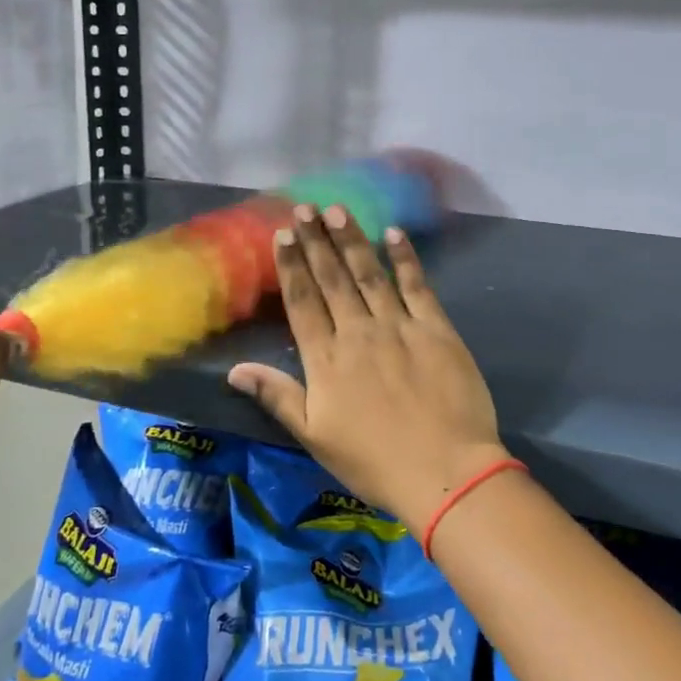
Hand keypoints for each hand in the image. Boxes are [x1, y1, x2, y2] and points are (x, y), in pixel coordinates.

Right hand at [228, 204, 507, 536]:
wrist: (445, 472)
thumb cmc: (374, 462)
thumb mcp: (315, 437)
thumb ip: (277, 396)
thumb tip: (234, 370)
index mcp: (327, 359)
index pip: (302, 302)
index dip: (291, 266)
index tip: (281, 234)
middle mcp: (359, 332)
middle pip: (332, 279)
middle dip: (316, 241)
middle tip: (304, 208)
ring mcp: (399, 326)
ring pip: (369, 274)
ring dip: (352, 240)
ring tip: (337, 210)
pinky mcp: (436, 329)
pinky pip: (417, 286)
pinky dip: (405, 259)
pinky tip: (394, 234)